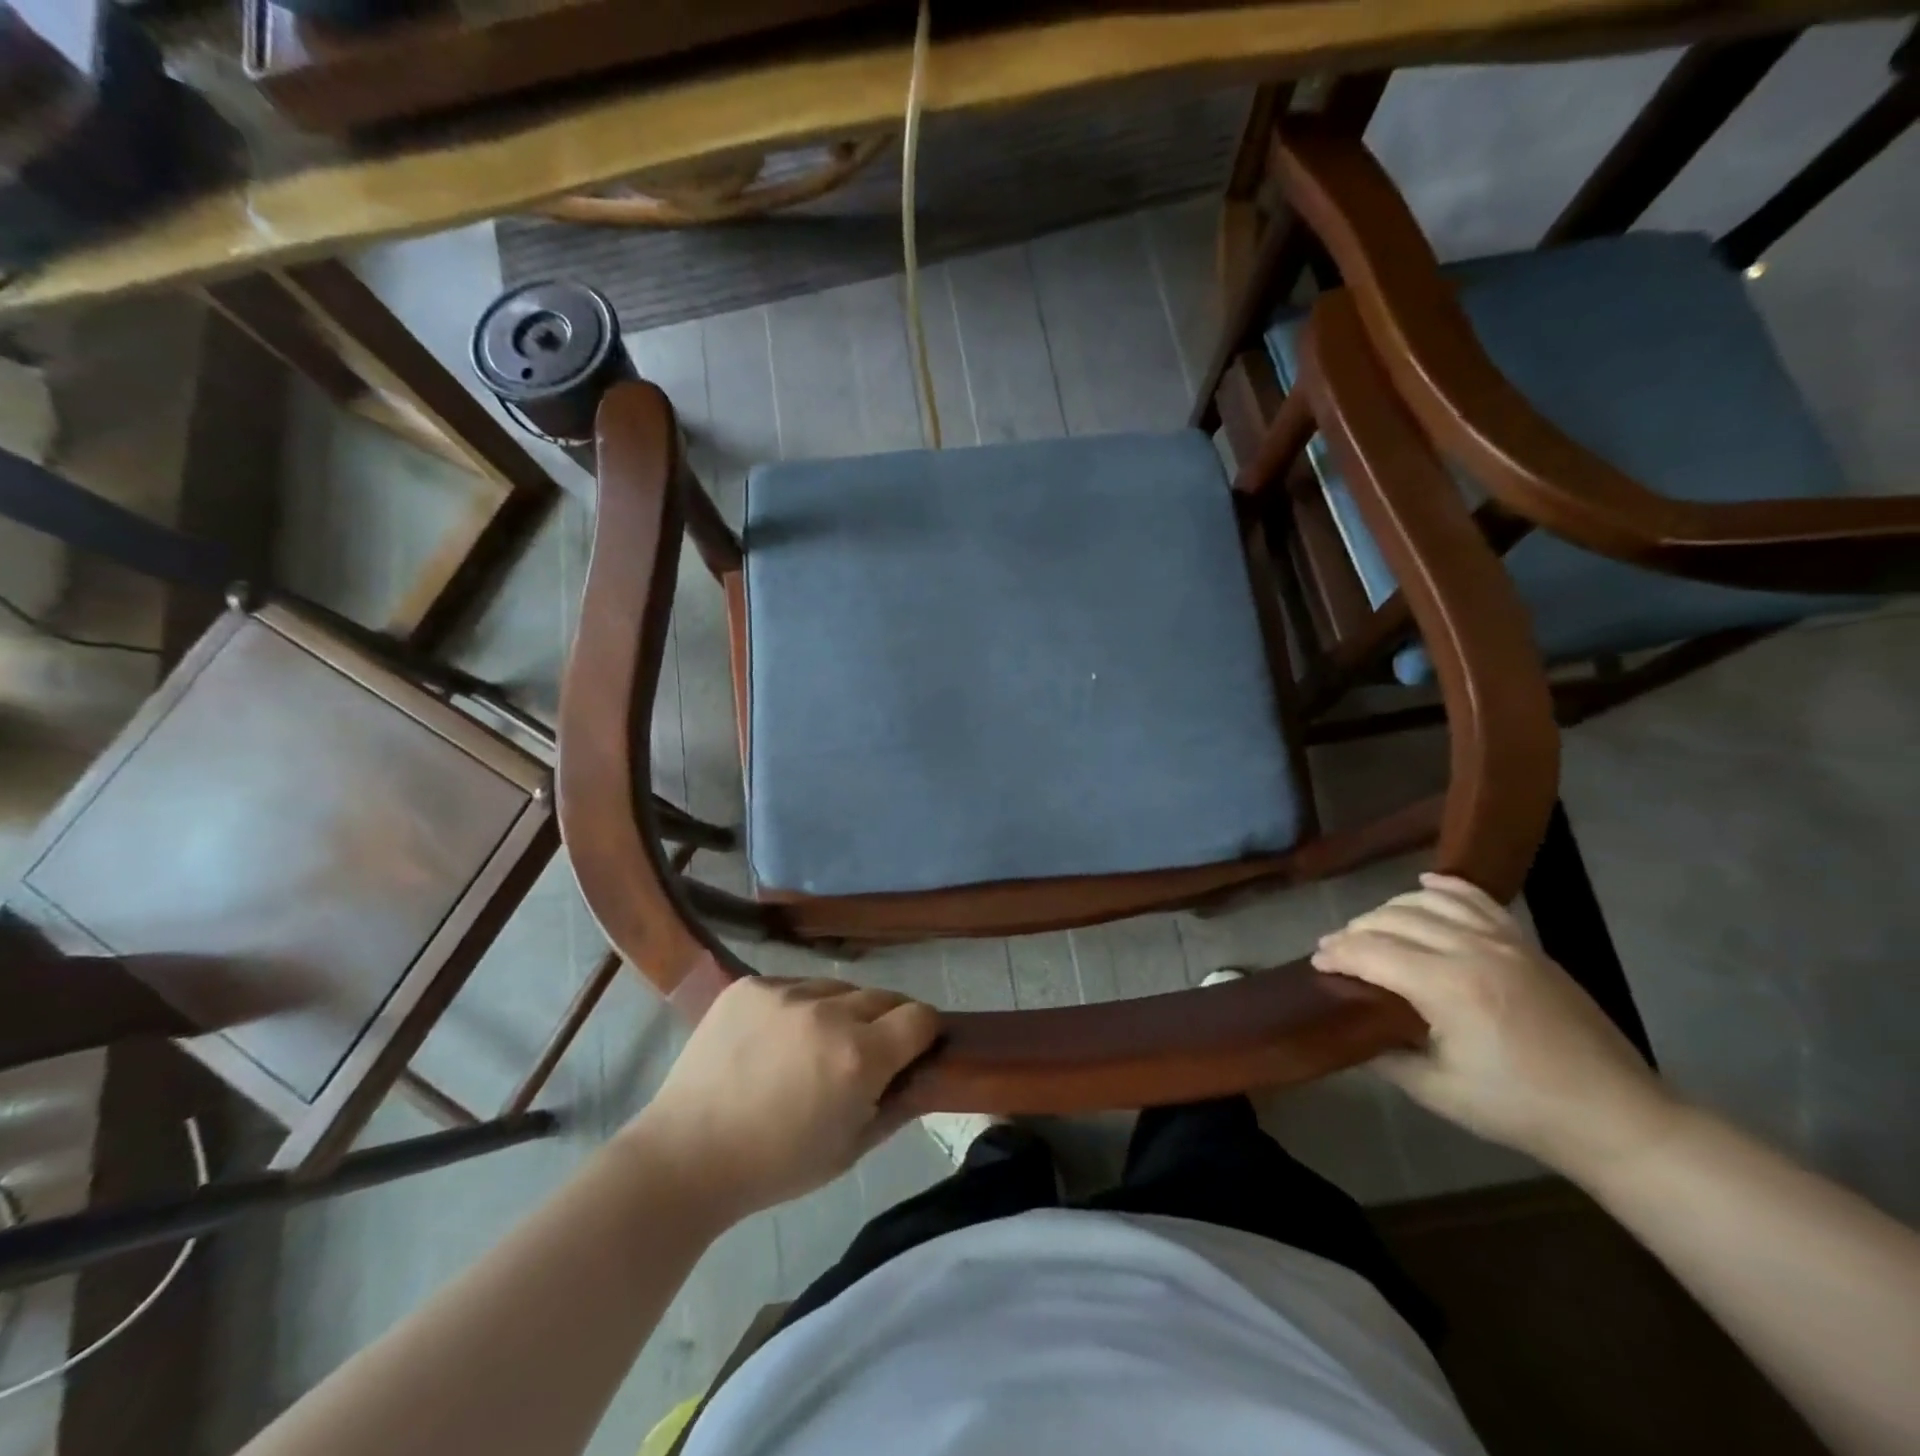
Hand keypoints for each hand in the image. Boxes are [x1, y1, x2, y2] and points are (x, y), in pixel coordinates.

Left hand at [628, 977, 940, 1221]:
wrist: (686, 1155)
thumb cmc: (775, 1165)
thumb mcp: (850, 1150)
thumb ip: (897, 1106)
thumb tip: (923, 1074)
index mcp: (858, 1057)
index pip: (920, 1016)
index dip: (923, 1034)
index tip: (912, 1050)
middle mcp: (828, 1012)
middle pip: (883, 996)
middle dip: (885, 1022)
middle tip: (862, 1053)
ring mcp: (785, 992)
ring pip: (837, 987)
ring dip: (839, 1011)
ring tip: (811, 1045)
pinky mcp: (750, 984)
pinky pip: (793, 985)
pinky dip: (796, 1006)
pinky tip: (773, 1039)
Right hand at [1311, 874, 1680, 1177]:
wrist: (1617, 1118)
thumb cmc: (1521, 1110)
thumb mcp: (1438, 1092)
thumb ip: (1386, 1055)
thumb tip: (1353, 1031)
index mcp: (1447, 988)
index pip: (1371, 952)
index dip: (1336, 954)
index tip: (1315, 963)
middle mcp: (1471, 951)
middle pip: (1392, 920)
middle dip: (1355, 931)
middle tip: (1335, 951)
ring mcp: (1503, 942)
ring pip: (1428, 902)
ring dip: (1389, 909)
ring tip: (1371, 928)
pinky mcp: (1526, 944)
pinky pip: (1477, 899)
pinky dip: (1445, 887)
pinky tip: (1423, 885)